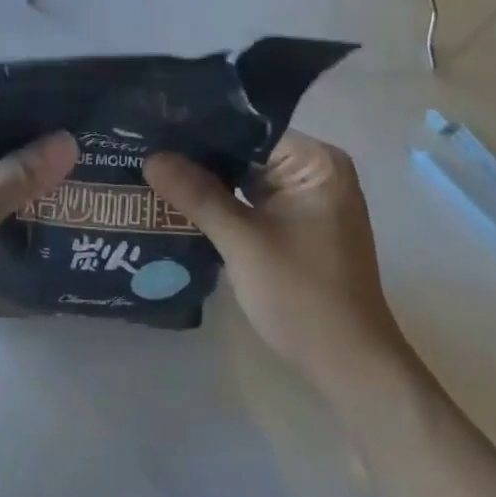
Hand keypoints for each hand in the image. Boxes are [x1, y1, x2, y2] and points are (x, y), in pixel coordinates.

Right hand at [144, 132, 405, 397]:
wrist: (350, 369)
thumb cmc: (302, 296)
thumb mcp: (242, 241)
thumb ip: (197, 194)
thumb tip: (150, 156)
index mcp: (316, 161)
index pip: (248, 128)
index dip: (200, 128)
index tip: (154, 126)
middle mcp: (317, 170)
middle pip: (246, 151)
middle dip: (199, 155)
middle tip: (145, 147)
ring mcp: (308, 199)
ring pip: (246, 176)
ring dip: (208, 180)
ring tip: (153, 168)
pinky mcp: (299, 225)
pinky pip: (253, 200)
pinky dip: (223, 203)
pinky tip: (181, 201)